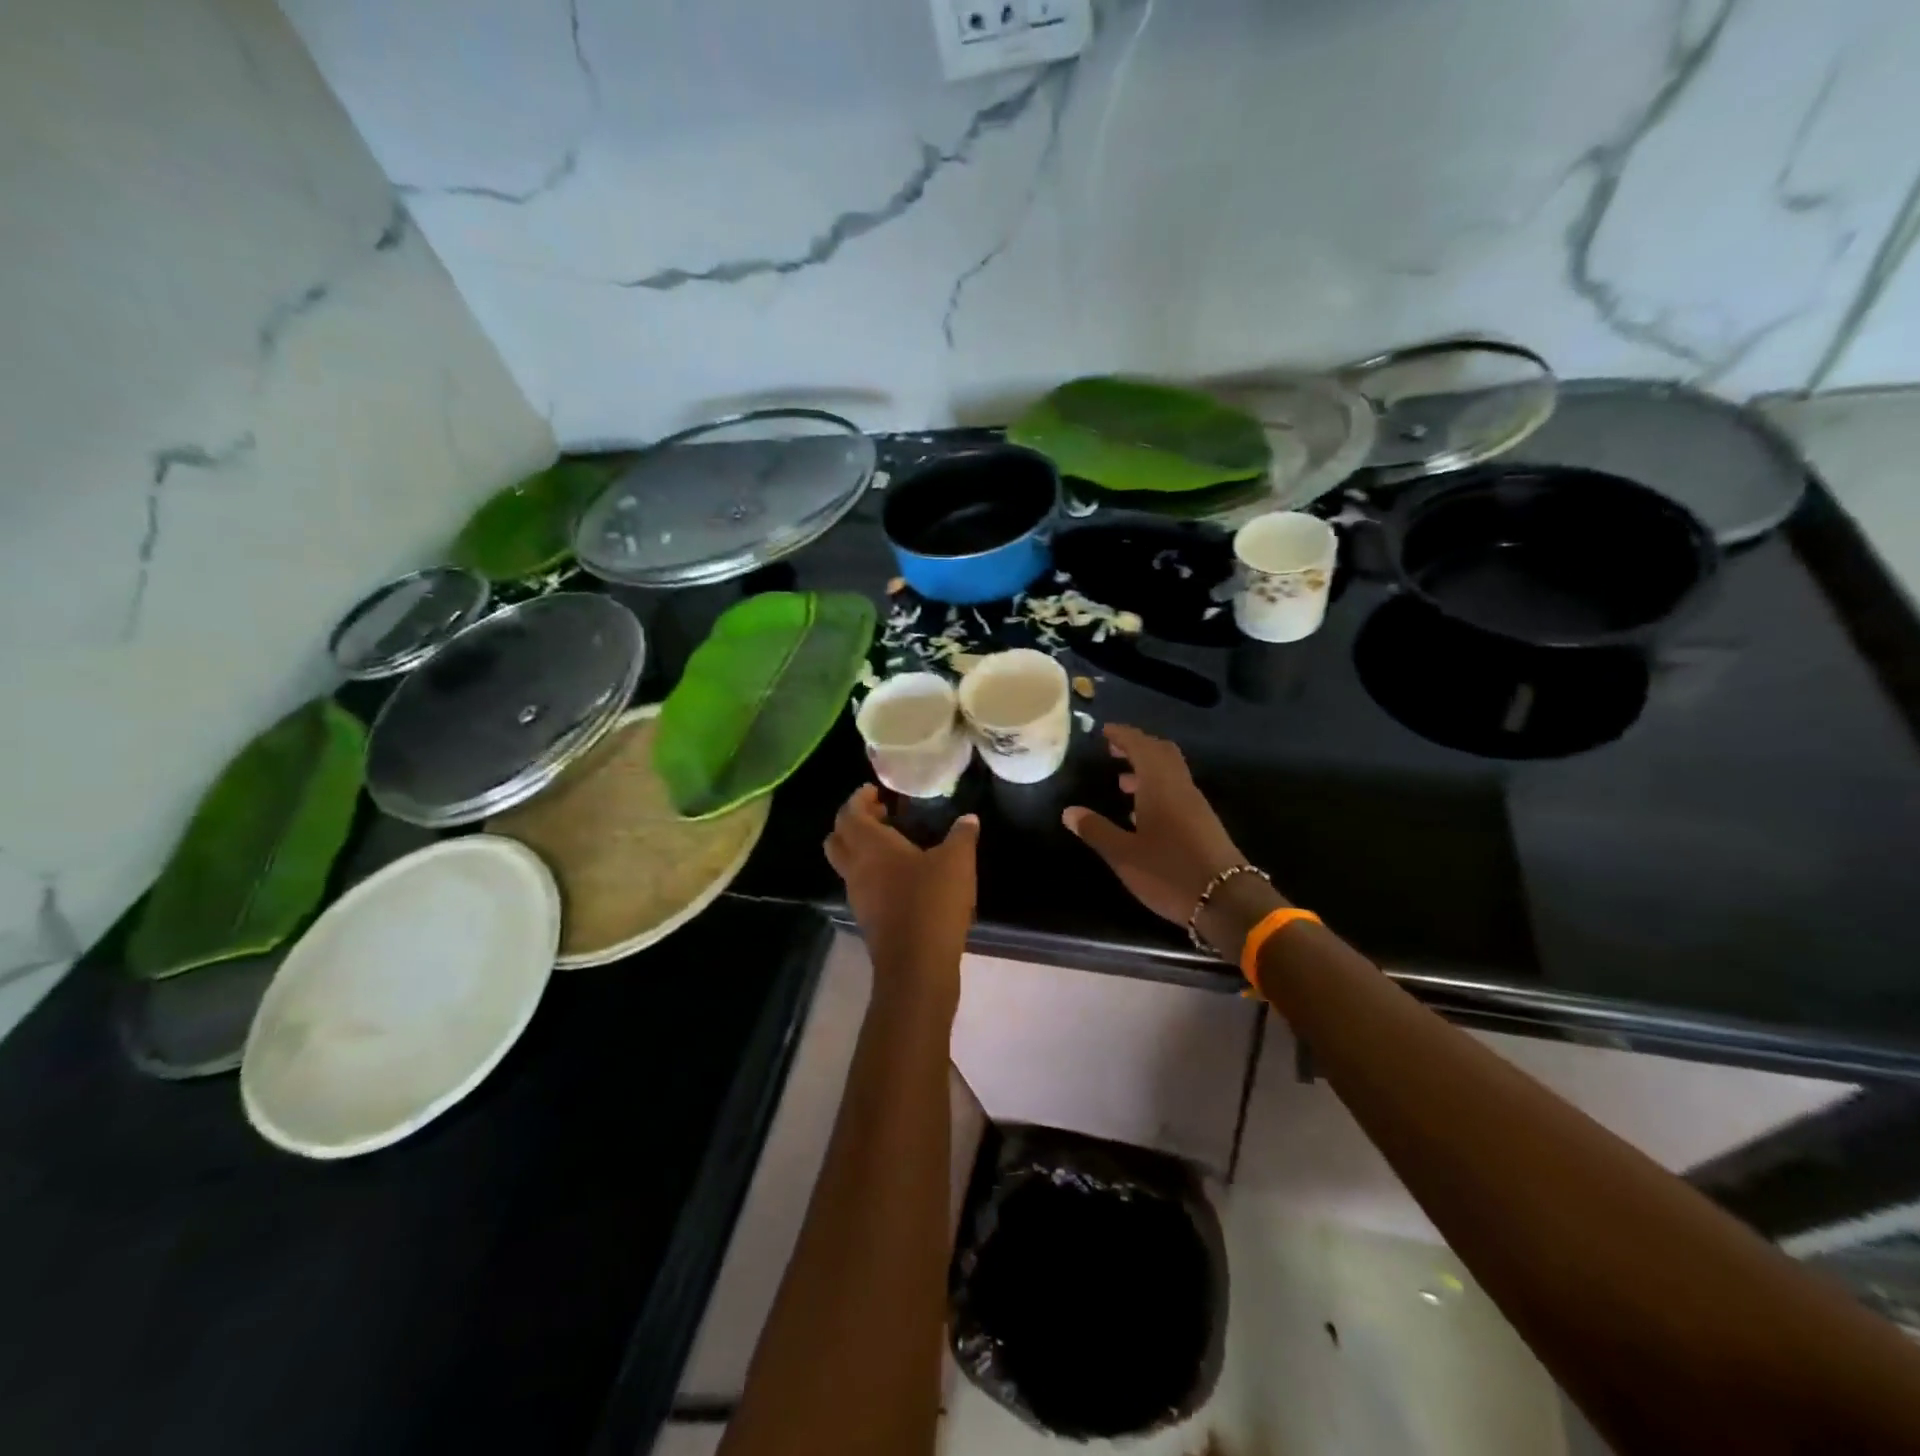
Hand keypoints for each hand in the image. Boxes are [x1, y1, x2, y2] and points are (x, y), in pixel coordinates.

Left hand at [824, 785, 978, 1011]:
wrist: (917, 965)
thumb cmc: (931, 902)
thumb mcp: (956, 862)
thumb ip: (962, 836)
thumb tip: (968, 819)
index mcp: (870, 846)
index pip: (849, 814)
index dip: (859, 799)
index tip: (876, 791)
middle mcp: (856, 868)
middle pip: (838, 838)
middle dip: (854, 822)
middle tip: (882, 815)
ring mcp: (858, 896)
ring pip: (848, 864)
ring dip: (863, 849)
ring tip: (897, 844)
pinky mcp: (868, 918)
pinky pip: (863, 885)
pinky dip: (874, 873)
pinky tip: (904, 876)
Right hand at [1063, 724, 1284, 954]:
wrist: (1227, 902)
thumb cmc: (1169, 872)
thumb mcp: (1124, 855)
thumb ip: (1096, 830)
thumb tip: (1070, 811)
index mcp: (1160, 786)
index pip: (1141, 746)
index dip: (1123, 735)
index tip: (1104, 731)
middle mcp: (1180, 788)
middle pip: (1161, 753)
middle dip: (1137, 747)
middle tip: (1112, 750)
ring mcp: (1195, 806)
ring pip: (1171, 774)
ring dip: (1147, 770)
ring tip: (1121, 782)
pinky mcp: (1203, 824)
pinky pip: (1177, 793)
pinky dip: (1157, 790)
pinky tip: (1142, 814)